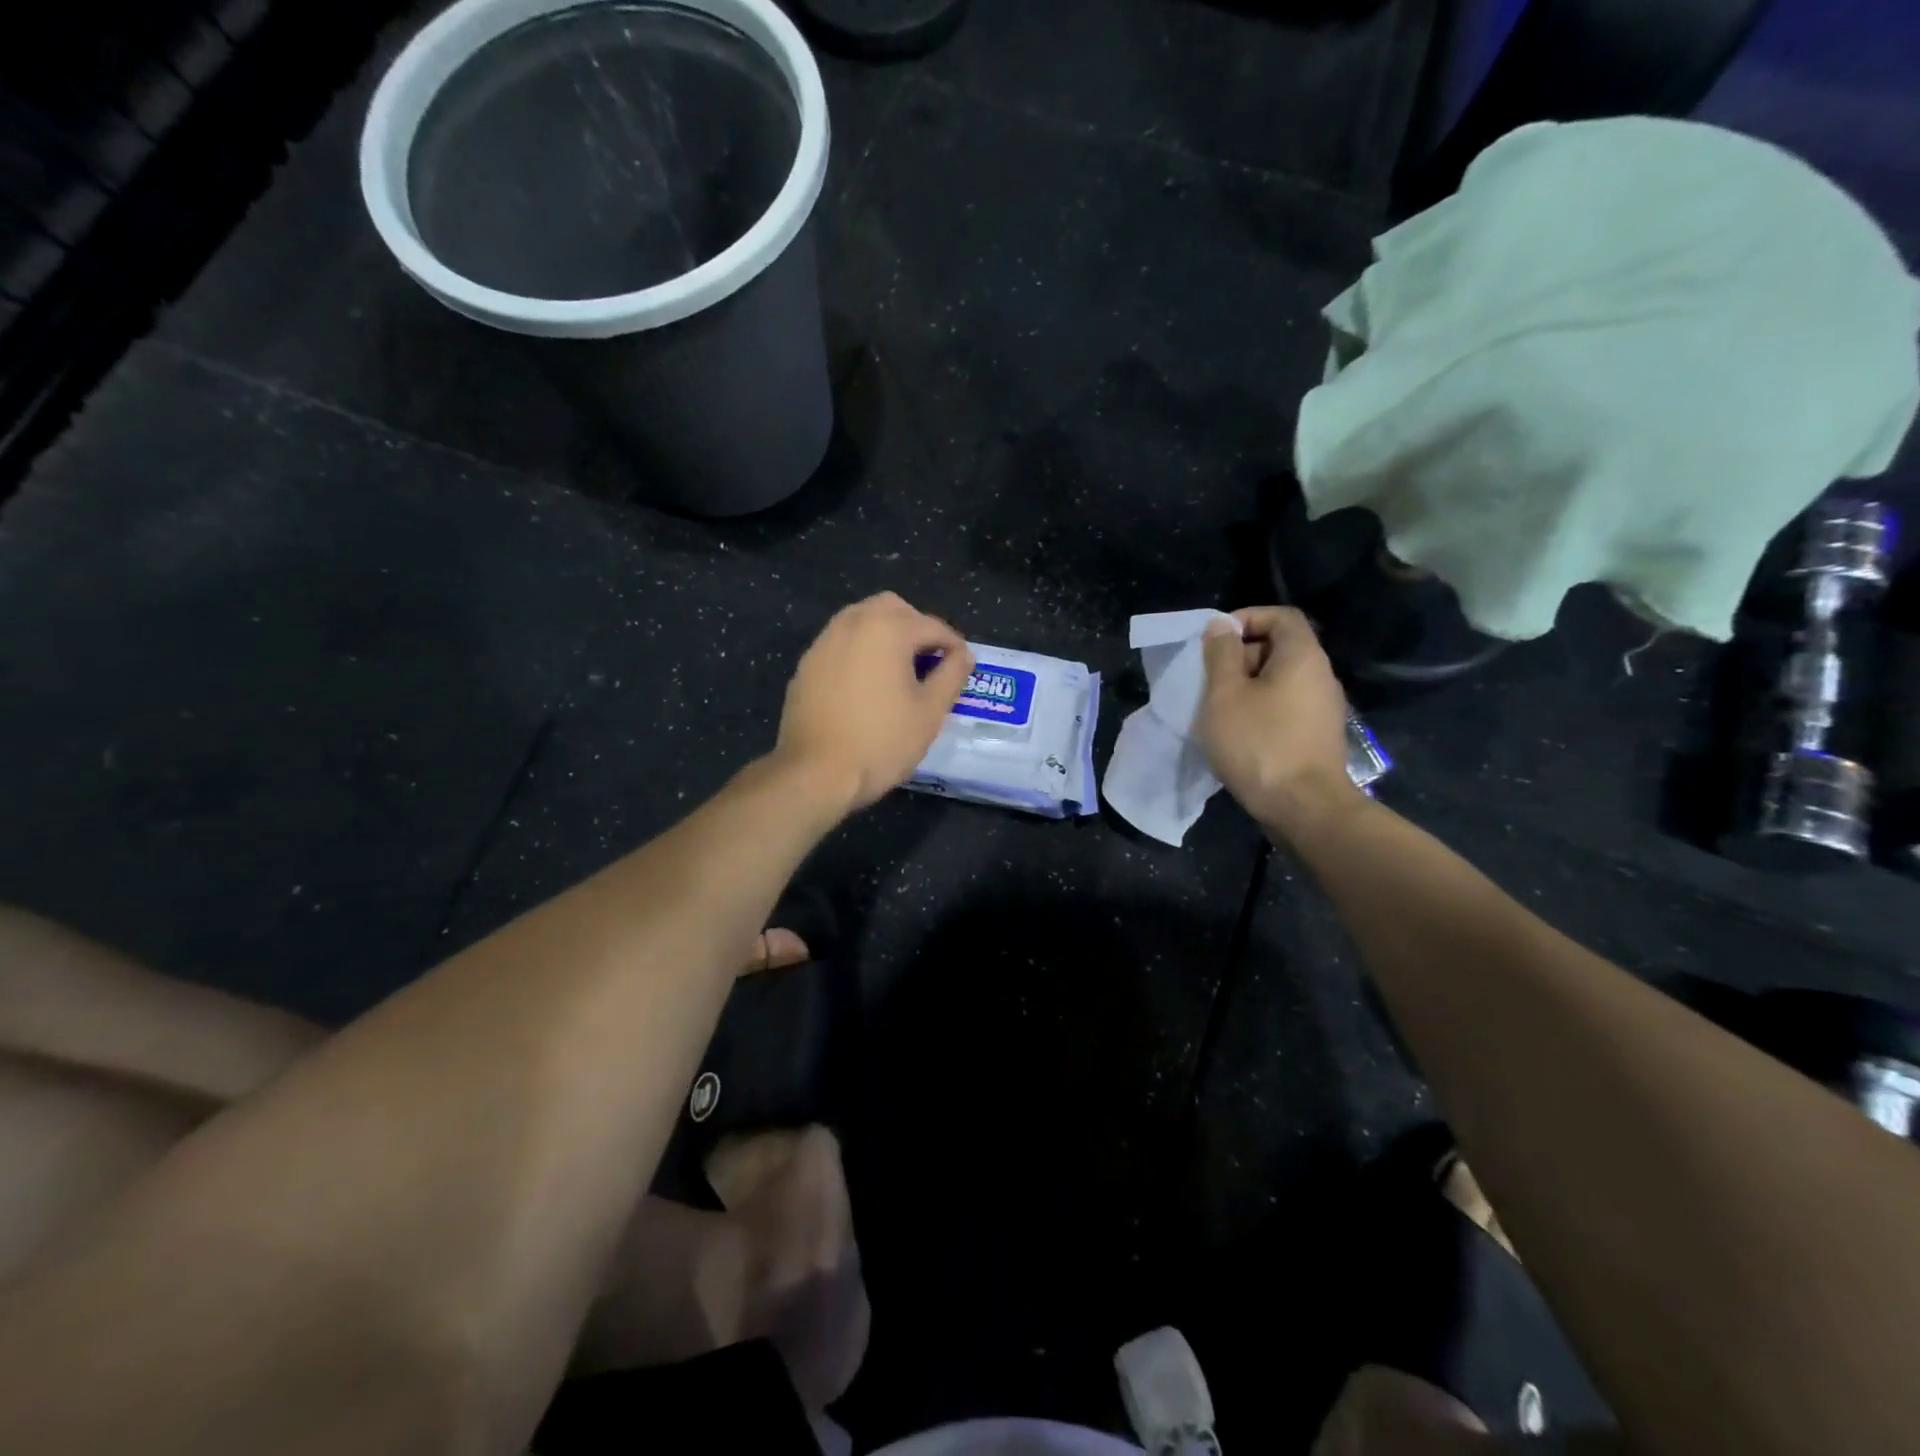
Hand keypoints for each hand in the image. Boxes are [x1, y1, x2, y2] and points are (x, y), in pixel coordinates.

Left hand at [775, 593, 972, 812]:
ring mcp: (824, 642)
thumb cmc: (881, 741)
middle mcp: (852, 623)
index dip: (953, 645)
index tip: (963, 666)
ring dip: (885, 635)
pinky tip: (867, 685)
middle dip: (916, 627)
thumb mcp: (930, 712)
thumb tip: (963, 655)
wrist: (815, 772)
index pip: (931, 626)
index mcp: (887, 629)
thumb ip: (951, 675)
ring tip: (900, 671)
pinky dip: (860, 651)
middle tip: (930, 660)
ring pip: (861, 620)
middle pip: (892, 608)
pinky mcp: (806, 665)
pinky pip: (840, 643)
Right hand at [1198, 606, 1362, 835]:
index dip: (1247, 618)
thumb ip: (1222, 655)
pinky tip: (1238, 733)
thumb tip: (1221, 625)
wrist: (1304, 808)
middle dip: (1242, 655)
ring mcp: (1323, 708)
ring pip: (1281, 680)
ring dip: (1247, 686)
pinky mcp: (1317, 735)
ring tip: (1218, 709)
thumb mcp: (1225, 695)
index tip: (1215, 640)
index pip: (1281, 616)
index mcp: (1302, 656)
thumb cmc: (1259, 743)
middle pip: (1281, 647)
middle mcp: (1320, 675)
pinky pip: (1286, 706)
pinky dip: (1260, 708)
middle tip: (1210, 679)